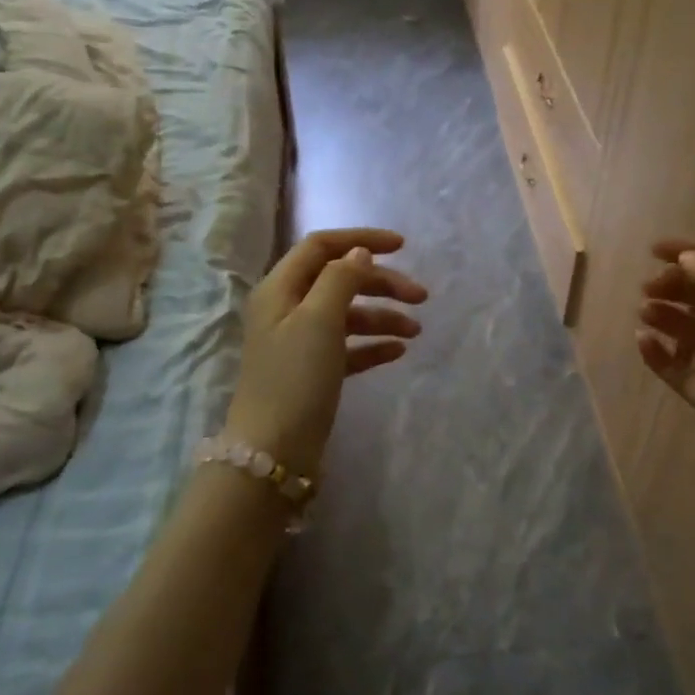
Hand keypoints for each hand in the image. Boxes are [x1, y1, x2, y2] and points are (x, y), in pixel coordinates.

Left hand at [224, 228, 426, 474]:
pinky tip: (398, 352)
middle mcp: (286, 310)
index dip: (361, 241)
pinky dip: (372, 345)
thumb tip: (359, 254)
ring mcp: (298, 343)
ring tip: (415, 332)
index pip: (321, 247)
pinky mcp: (312, 373)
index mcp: (279, 289)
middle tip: (421, 297)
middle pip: (338, 280)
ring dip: (382, 317)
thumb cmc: (295, 378)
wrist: (273, 453)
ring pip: (346, 316)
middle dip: (380, 284)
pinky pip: (347, 348)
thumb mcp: (319, 320)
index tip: (402, 247)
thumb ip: (341, 279)